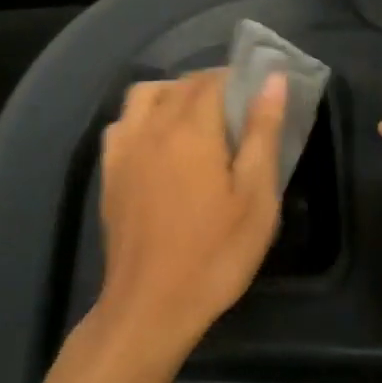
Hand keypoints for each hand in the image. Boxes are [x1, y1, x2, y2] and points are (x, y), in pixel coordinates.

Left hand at [95, 69, 287, 358]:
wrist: (151, 304)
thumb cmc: (215, 254)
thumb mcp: (256, 198)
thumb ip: (263, 133)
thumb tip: (272, 79)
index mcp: (192, 129)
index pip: (213, 80)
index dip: (238, 78)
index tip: (258, 94)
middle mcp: (152, 127)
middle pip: (181, 85)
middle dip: (211, 85)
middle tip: (238, 111)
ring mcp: (124, 148)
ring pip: (145, 95)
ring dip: (173, 94)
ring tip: (197, 120)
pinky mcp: (109, 171)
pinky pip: (122, 122)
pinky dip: (143, 116)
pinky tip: (158, 141)